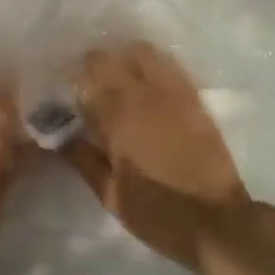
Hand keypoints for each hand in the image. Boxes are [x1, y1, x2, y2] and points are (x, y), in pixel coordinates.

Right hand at [67, 40, 250, 274]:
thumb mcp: (110, 194)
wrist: (217, 223)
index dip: (71, 85)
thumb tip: (57, 134)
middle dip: (92, 67)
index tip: (66, 96)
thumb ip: (82, 158)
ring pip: (141, 51)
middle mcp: (143, 95)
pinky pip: (170, 65)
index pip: (84, 81)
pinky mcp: (194, 98)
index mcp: (117, 118)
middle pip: (108, 58)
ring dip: (124, 59)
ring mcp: (173, 92)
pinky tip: (148, 82)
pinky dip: (153, 65)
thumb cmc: (158, 213)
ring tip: (120, 78)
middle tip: (89, 85)